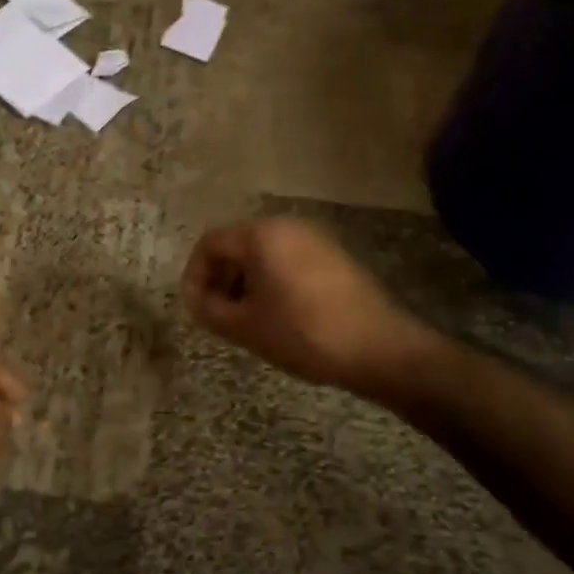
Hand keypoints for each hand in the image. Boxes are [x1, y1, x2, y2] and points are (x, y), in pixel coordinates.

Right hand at [181, 218, 423, 393]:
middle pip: (237, 245)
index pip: (210, 243)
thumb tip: (195, 300)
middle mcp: (288, 226)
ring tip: (247, 320)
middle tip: (219, 316)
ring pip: (264, 254)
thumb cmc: (302, 334)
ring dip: (246, 283)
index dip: (194, 276)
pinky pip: (289, 261)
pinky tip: (279, 316)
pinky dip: (273, 282)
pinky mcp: (335, 257)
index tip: (195, 308)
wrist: (379, 348)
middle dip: (221, 279)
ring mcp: (316, 239)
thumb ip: (209, 310)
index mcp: (261, 235)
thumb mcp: (245, 327)